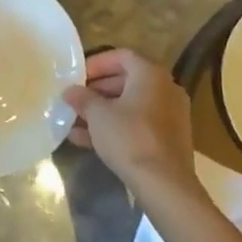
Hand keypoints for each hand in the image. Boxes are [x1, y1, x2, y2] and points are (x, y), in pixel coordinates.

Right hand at [65, 48, 197, 196]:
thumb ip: (82, 98)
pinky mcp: (169, 139)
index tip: (77, 77)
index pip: (121, 56)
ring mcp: (170, 115)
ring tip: (75, 123)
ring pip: (131, 106)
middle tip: (76, 100)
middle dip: (97, 90)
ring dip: (103, 112)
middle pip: (127, 81)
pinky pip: (139, 124)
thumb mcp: (98, 115)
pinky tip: (88, 141)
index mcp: (151, 74)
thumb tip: (70, 91)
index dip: (96, 64)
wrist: (164, 184)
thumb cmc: (129, 137)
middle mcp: (165, 89)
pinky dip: (117, 127)